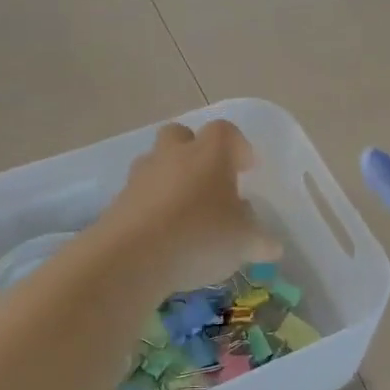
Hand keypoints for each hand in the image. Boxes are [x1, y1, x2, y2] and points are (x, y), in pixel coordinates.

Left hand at [98, 121, 282, 293]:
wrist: (132, 256)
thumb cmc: (201, 236)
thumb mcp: (244, 243)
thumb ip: (260, 242)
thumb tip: (272, 246)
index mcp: (211, 153)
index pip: (226, 132)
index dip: (239, 147)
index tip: (247, 169)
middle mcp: (174, 154)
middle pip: (182, 135)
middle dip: (195, 152)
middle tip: (210, 181)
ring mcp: (141, 176)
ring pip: (157, 163)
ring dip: (171, 179)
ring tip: (185, 212)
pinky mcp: (118, 201)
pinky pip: (140, 194)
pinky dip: (152, 207)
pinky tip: (163, 235)